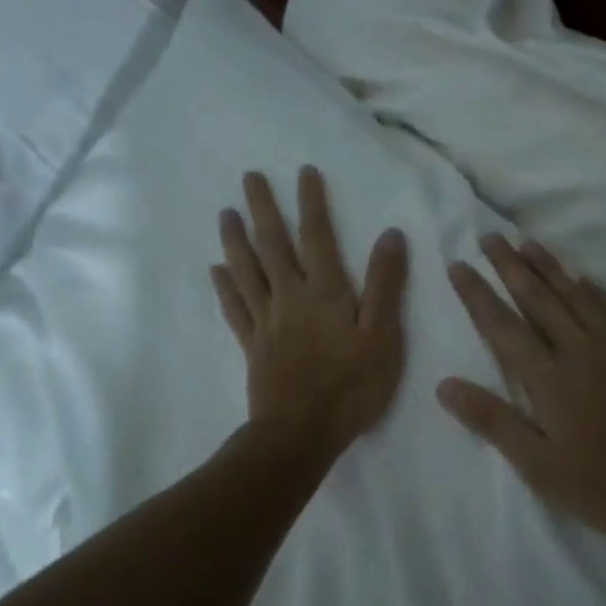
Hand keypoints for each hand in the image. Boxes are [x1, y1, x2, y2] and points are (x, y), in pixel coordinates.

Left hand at [212, 167, 409, 455]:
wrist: (301, 433)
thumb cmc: (351, 385)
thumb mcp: (383, 335)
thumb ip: (385, 284)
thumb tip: (389, 235)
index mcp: (324, 291)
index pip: (317, 236)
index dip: (311, 202)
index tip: (303, 171)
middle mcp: (290, 297)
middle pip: (273, 245)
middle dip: (262, 208)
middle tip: (248, 177)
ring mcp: (267, 321)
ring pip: (246, 271)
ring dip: (235, 239)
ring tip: (226, 213)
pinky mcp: (253, 345)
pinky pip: (235, 308)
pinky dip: (225, 287)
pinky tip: (215, 270)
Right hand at [439, 236, 605, 542]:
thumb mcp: (543, 470)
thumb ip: (494, 422)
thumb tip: (444, 385)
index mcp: (551, 379)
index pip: (502, 326)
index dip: (477, 293)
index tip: (458, 263)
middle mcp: (582, 350)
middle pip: (538, 298)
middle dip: (510, 265)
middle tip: (490, 236)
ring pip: (577, 294)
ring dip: (549, 266)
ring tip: (527, 243)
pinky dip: (595, 289)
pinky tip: (586, 278)